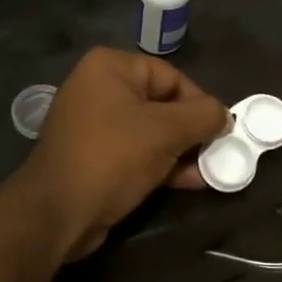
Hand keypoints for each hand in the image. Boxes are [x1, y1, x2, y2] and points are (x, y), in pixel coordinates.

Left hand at [11, 48, 228, 261]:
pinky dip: (162, 164)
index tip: (220, 130)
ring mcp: (93, 124)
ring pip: (151, 131)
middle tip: (218, 152)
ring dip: (181, 151)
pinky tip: (190, 182)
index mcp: (110, 67)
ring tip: (210, 171)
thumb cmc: (113, 157)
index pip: (171, 77)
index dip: (199, 103)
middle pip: (162, 104)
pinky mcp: (93, 156)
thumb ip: (204, 116)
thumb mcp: (167, 131)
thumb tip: (224, 116)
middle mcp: (98, 88)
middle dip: (192, 131)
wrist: (57, 214)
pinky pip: (136, 152)